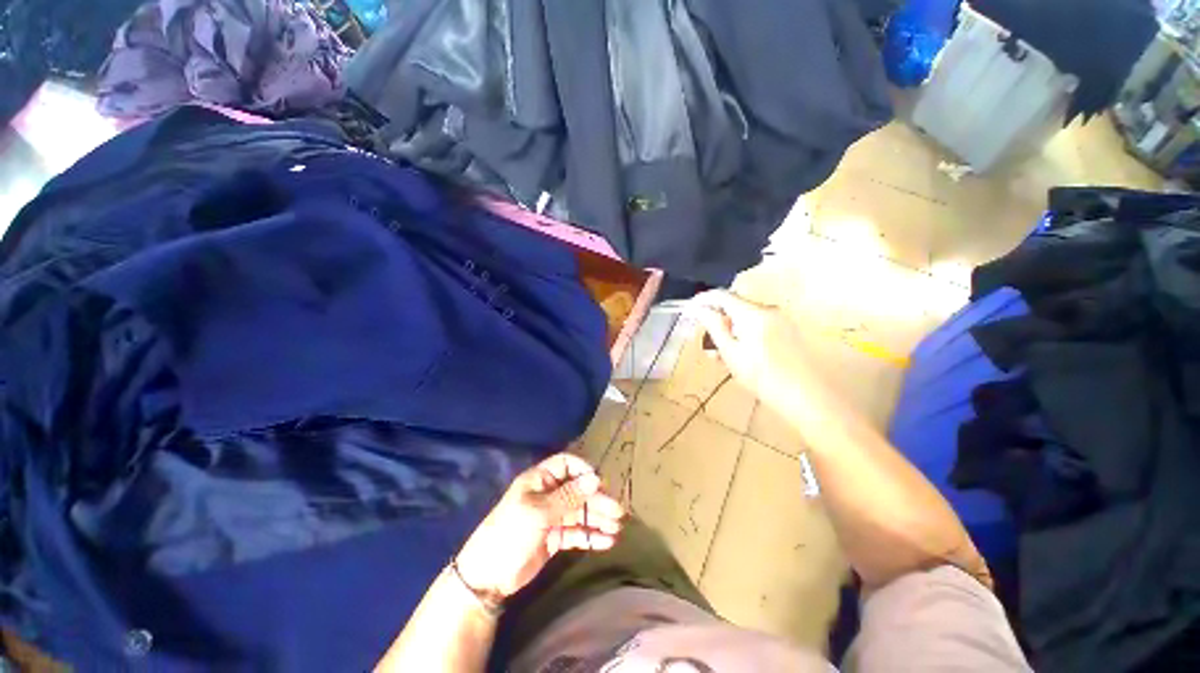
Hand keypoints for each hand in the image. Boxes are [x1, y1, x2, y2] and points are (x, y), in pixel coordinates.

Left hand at [454, 453, 623, 601]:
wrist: (487, 577)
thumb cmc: (510, 533)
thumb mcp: (539, 512)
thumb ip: (568, 497)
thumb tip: (595, 480)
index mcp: (539, 480)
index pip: (566, 464)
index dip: (583, 470)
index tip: (600, 482)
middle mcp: (548, 494)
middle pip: (577, 490)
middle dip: (597, 500)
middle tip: (617, 511)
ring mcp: (551, 517)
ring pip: (579, 512)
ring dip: (597, 518)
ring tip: (617, 527)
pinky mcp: (554, 538)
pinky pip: (576, 533)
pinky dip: (590, 536)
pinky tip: (607, 541)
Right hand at [689, 290, 815, 412]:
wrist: (806, 397)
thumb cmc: (763, 377)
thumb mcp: (731, 353)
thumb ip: (714, 327)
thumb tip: (698, 309)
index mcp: (754, 313)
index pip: (722, 296)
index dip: (702, 300)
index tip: (688, 310)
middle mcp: (768, 309)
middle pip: (734, 305)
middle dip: (716, 319)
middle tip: (704, 339)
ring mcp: (779, 319)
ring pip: (745, 317)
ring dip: (728, 329)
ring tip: (719, 354)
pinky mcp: (786, 329)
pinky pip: (757, 324)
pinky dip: (743, 334)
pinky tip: (738, 354)